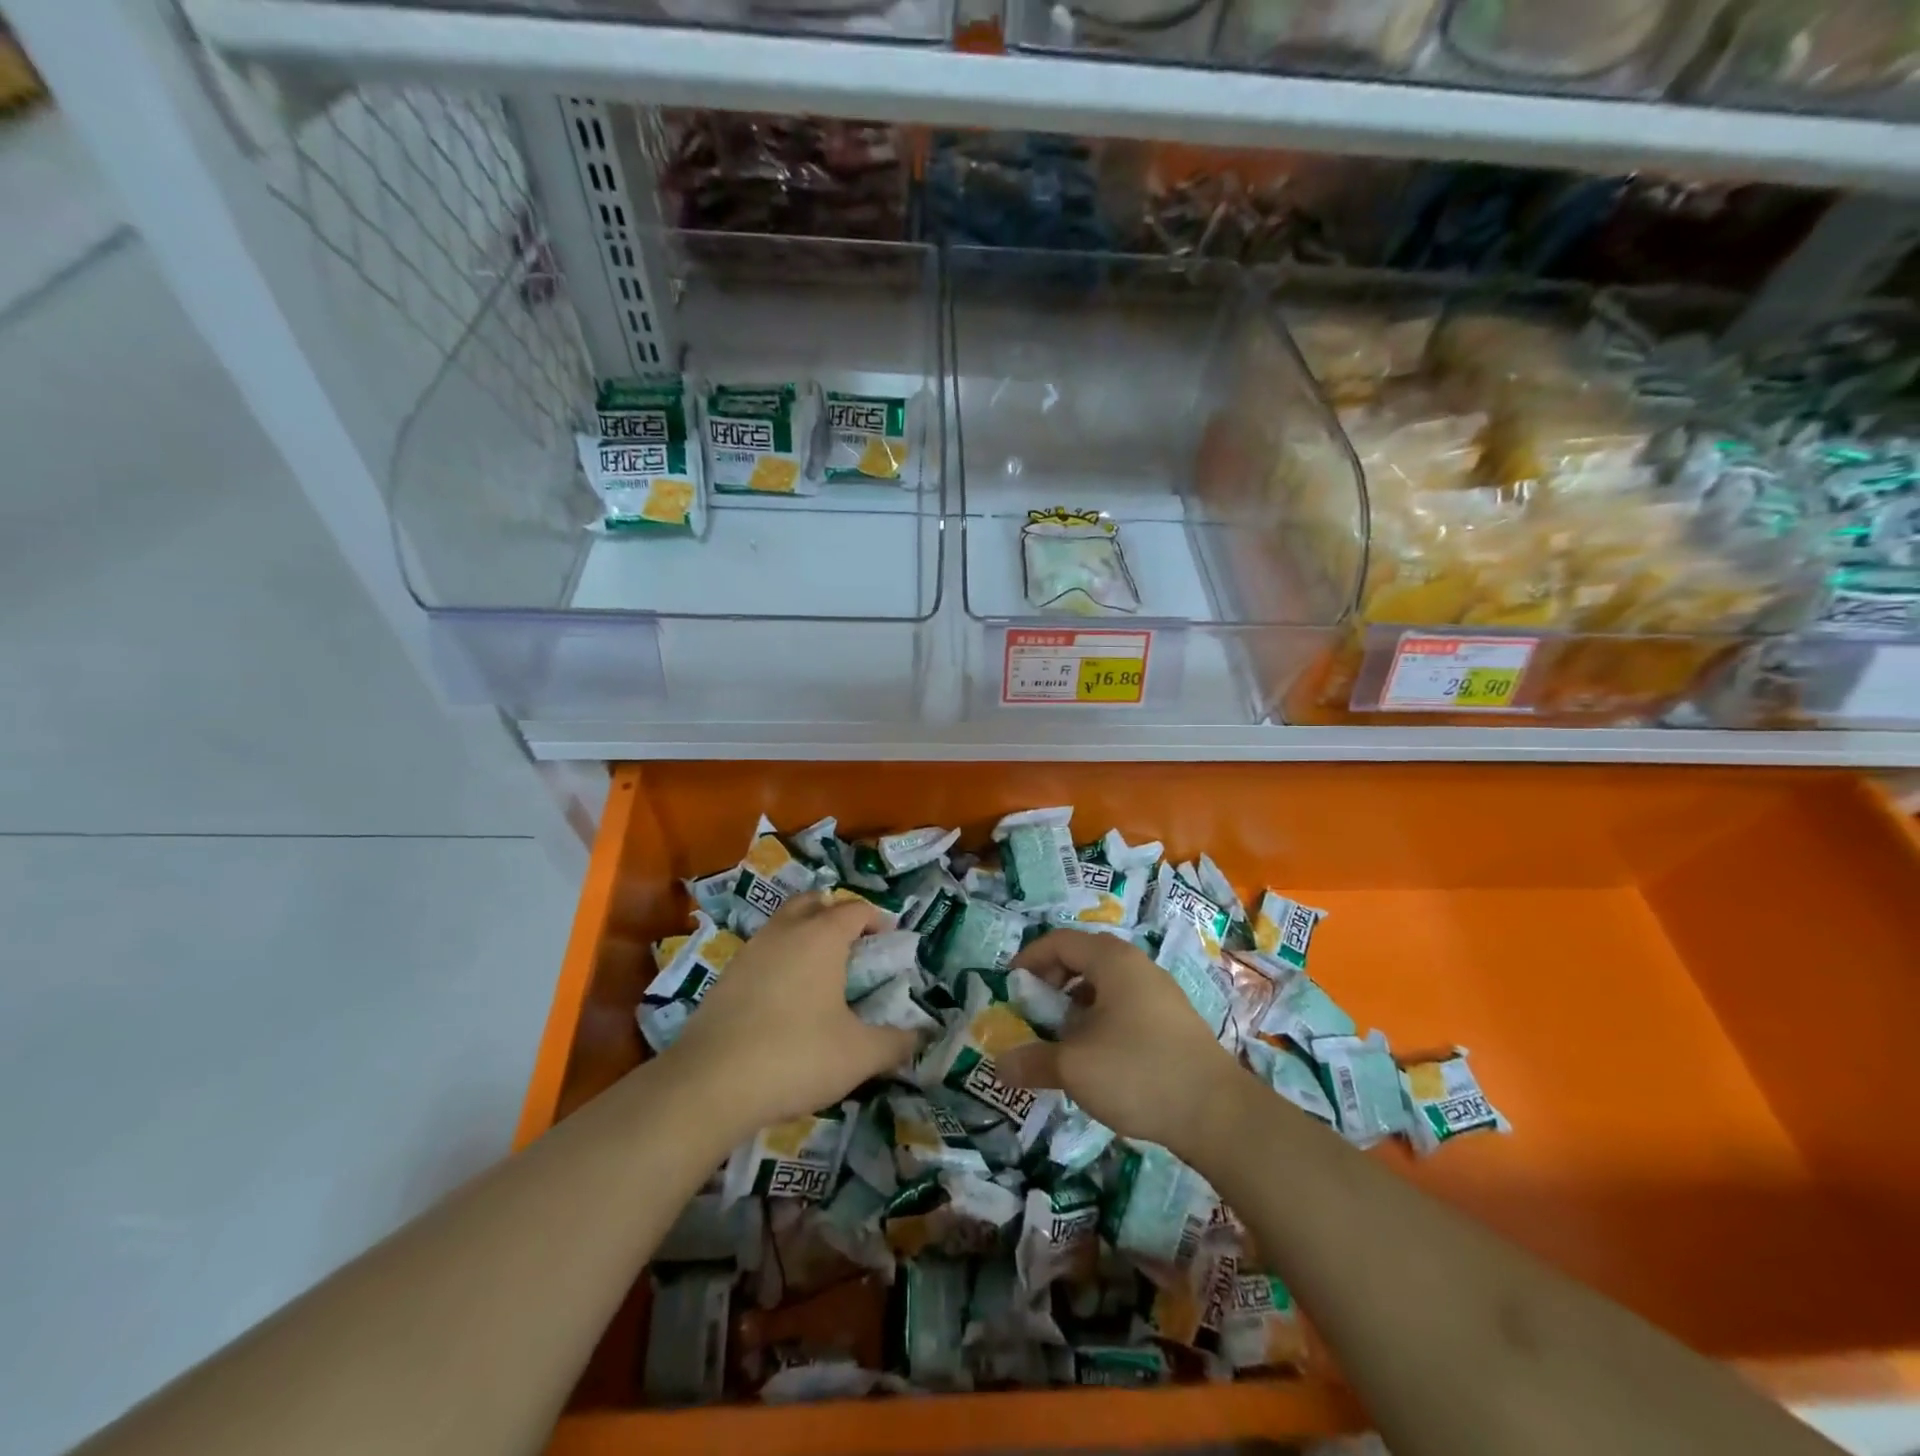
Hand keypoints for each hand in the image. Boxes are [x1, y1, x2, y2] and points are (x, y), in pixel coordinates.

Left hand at [659, 892, 917, 1134]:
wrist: (710, 1083)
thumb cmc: (796, 1056)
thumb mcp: (859, 1055)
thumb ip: (896, 1042)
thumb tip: (920, 1035)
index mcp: (822, 937)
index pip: (855, 909)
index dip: (876, 920)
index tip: (888, 942)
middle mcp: (785, 931)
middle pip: (813, 902)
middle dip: (834, 914)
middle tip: (851, 946)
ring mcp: (750, 951)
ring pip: (782, 925)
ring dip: (803, 935)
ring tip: (819, 974)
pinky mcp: (725, 977)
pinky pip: (761, 953)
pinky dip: (778, 961)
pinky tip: (784, 1000)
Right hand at [998, 929, 1245, 1153]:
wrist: (1218, 1113)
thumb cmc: (1138, 1072)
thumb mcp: (1074, 1067)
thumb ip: (1033, 1061)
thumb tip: (999, 1065)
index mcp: (1112, 960)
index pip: (1059, 940)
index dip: (1029, 959)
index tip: (1010, 987)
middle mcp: (1137, 965)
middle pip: (1083, 957)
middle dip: (1051, 982)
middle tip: (1034, 1011)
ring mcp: (1160, 992)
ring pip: (1105, 984)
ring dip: (1075, 1004)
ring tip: (1062, 1038)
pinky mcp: (1173, 1020)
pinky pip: (1124, 1004)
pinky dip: (1100, 1018)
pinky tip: (1097, 1056)